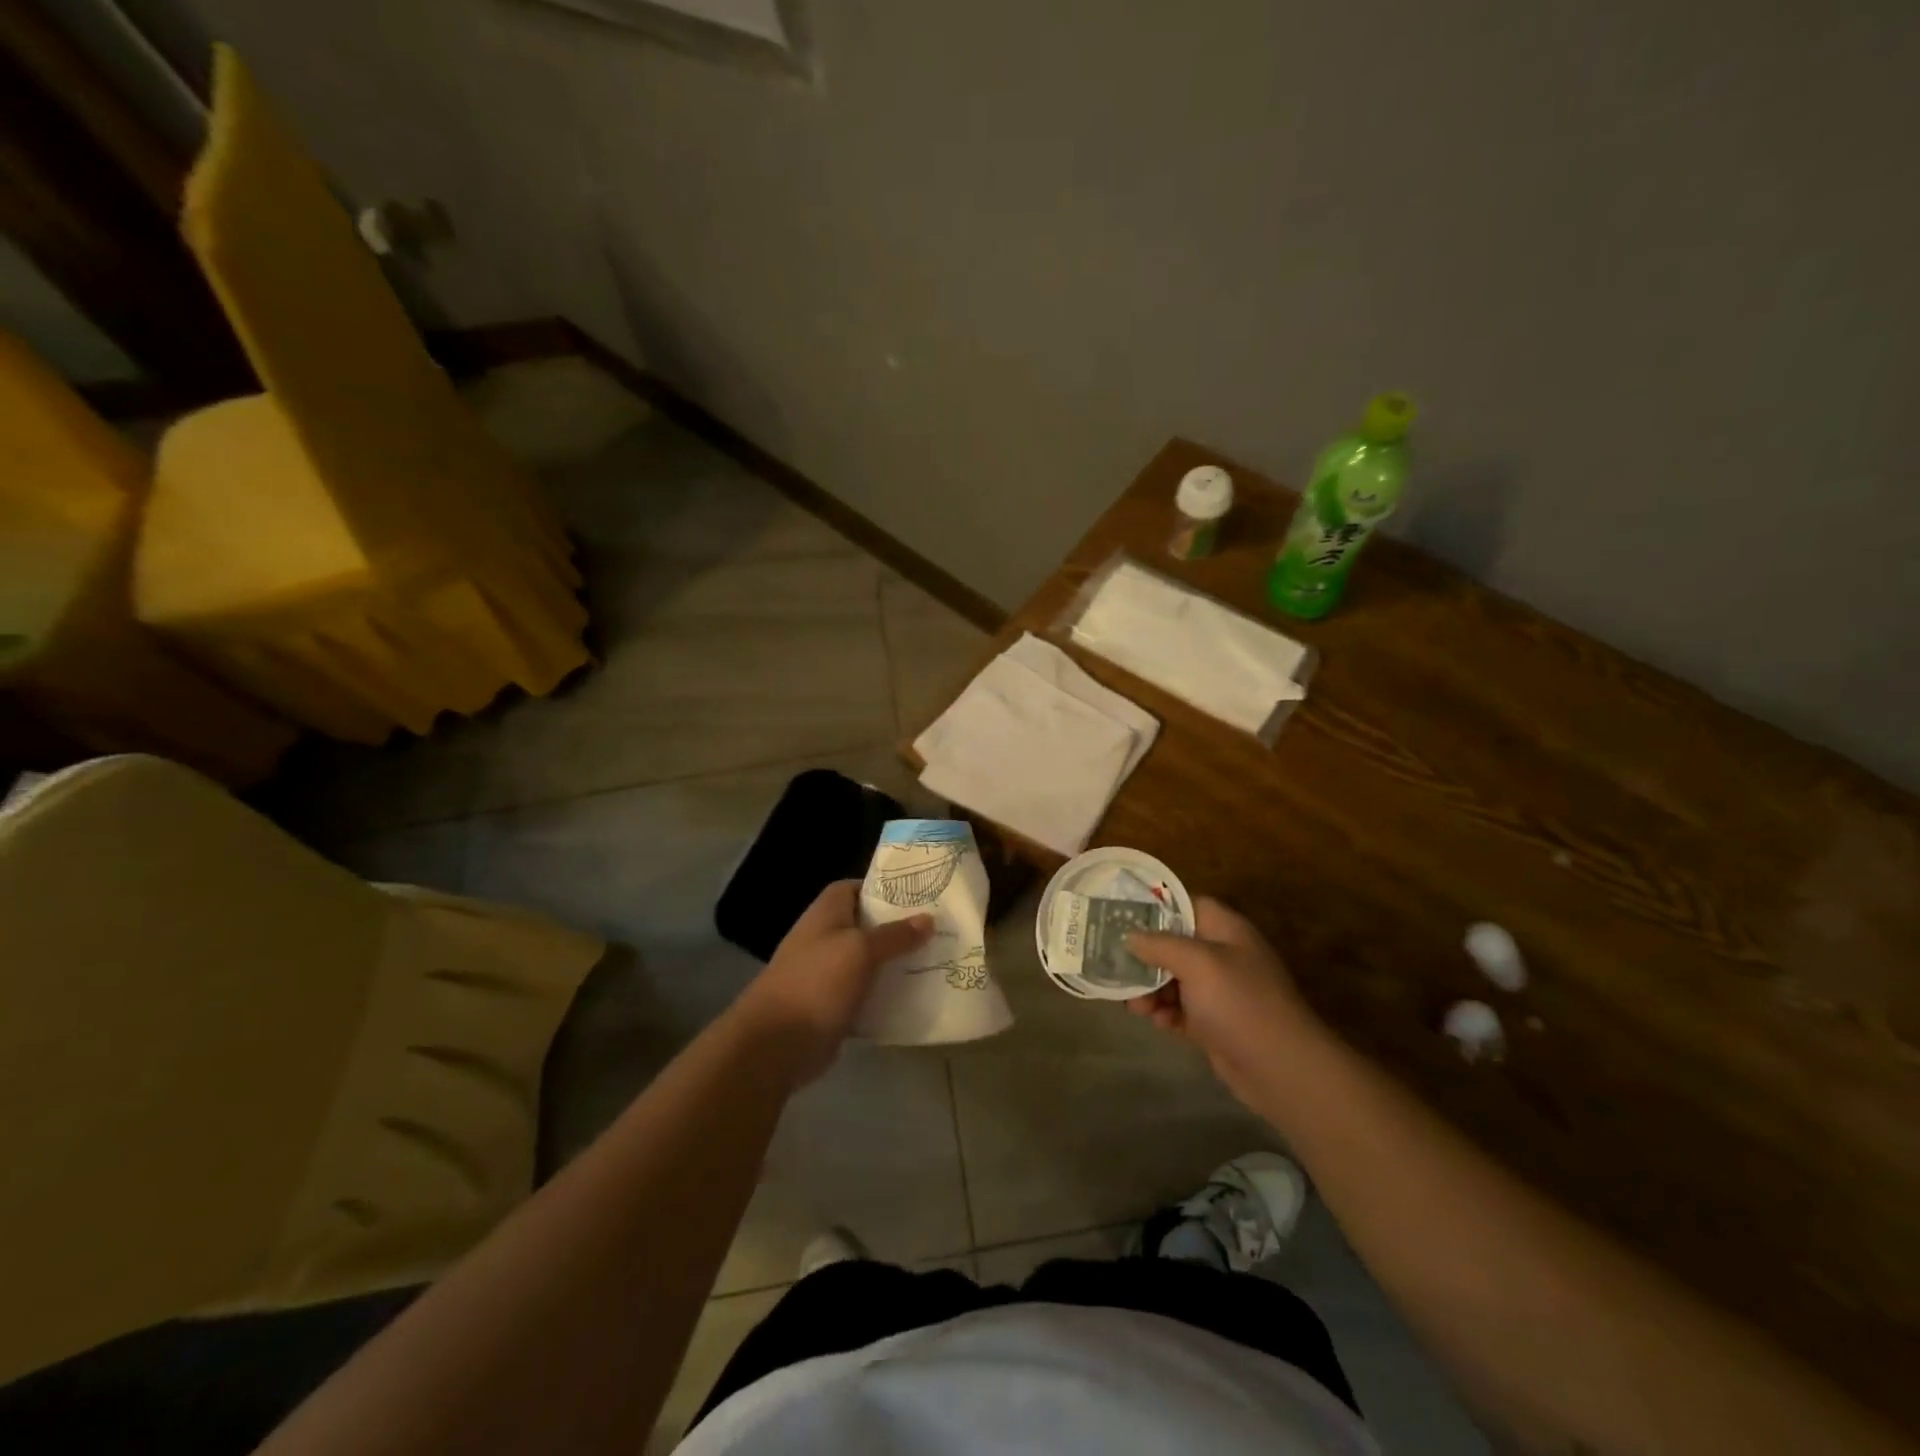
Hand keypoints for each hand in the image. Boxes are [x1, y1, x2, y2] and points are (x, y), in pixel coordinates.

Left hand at [736, 880, 931, 1082]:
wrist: (776, 1044)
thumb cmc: (816, 982)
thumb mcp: (860, 951)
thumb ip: (895, 935)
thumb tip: (928, 918)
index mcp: (826, 913)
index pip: (855, 888)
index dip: (883, 889)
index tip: (917, 895)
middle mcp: (825, 938)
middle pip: (866, 925)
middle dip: (898, 927)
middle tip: (938, 928)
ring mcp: (827, 973)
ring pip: (868, 961)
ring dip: (895, 962)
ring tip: (936, 959)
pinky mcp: (833, 1005)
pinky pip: (866, 993)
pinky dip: (886, 994)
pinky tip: (917, 996)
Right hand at [1127, 898, 1326, 1106]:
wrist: (1281, 1069)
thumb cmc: (1239, 1002)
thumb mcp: (1197, 963)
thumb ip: (1159, 944)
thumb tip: (1130, 936)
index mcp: (1225, 930)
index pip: (1185, 904)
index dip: (1154, 908)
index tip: (1120, 916)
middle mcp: (1222, 955)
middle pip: (1172, 944)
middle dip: (1144, 957)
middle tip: (1117, 968)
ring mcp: (1219, 991)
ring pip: (1172, 979)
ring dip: (1150, 989)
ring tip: (1136, 1006)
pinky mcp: (1214, 1023)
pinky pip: (1179, 1009)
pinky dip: (1166, 1013)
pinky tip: (1158, 1023)